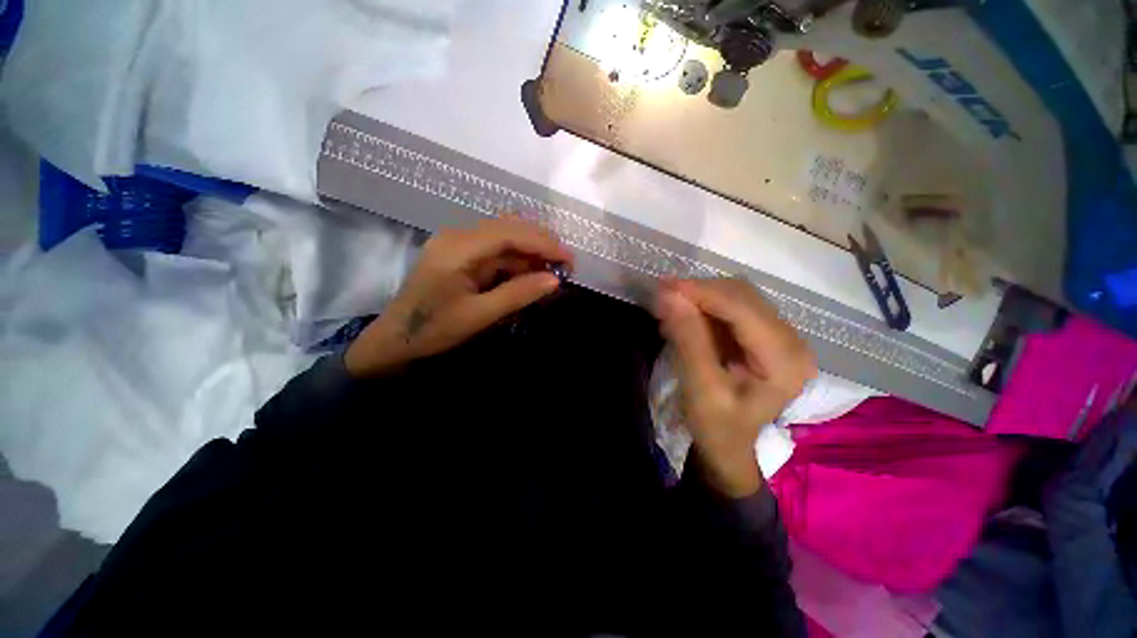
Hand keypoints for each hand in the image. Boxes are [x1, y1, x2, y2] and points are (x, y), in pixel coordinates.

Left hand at [345, 217, 572, 377]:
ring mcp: (458, 243)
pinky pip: (495, 250)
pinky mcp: (460, 253)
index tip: (569, 258)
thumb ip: (518, 294)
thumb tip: (555, 280)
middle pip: (508, 227)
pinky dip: (516, 259)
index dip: (543, 242)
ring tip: (553, 268)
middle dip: (541, 243)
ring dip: (530, 250)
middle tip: (565, 264)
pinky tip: (530, 271)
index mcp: (458, 248)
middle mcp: (458, 236)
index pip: (510, 233)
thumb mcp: (479, 316)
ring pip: (504, 237)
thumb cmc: (433, 330)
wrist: (395, 339)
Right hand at [655, 278, 816, 497]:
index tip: (664, 286)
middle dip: (699, 291)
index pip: (743, 309)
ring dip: (701, 296)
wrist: (729, 447)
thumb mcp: (700, 387)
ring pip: (737, 296)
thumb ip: (688, 339)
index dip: (702, 292)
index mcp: (785, 360)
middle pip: (743, 296)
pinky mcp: (764, 335)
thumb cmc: (717, 427)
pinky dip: (705, 306)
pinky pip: (732, 307)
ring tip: (669, 306)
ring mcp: (781, 336)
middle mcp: (792, 341)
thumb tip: (669, 295)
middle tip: (662, 295)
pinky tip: (684, 315)